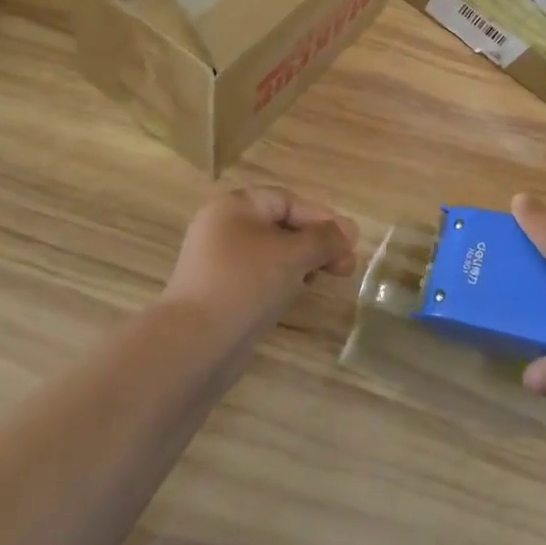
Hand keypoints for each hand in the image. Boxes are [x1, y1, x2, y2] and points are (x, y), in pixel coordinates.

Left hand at [163, 187, 357, 334]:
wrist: (195, 344)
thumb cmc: (246, 283)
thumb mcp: (293, 254)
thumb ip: (325, 239)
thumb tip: (350, 229)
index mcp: (234, 206)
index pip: (287, 201)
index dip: (321, 218)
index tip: (349, 243)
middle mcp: (223, 229)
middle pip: (280, 226)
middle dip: (316, 243)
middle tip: (346, 267)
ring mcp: (219, 264)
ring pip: (271, 255)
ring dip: (302, 264)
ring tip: (326, 280)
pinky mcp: (220, 294)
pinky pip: (259, 278)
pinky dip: (282, 282)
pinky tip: (296, 297)